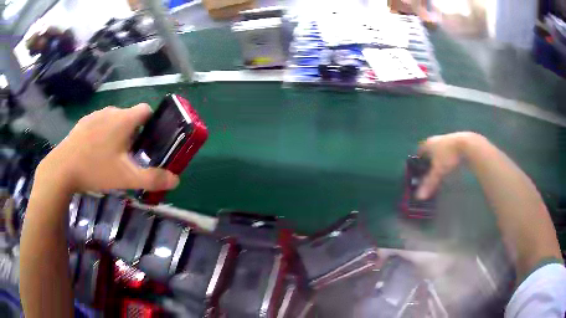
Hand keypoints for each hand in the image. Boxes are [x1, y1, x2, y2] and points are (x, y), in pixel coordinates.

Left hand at [36, 104, 179, 193]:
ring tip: (111, 156)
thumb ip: (153, 179)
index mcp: (124, 119)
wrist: (62, 169)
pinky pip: (99, 124)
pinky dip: (102, 134)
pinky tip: (95, 153)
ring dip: (118, 133)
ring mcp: (95, 115)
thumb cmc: (96, 169)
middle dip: (134, 132)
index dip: (152, 122)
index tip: (149, 140)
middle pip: (130, 117)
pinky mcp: (83, 123)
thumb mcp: (127, 178)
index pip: (147, 110)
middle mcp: (111, 111)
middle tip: (130, 155)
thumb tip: (176, 180)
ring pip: (113, 120)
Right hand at [416, 132, 476, 199]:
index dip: (418, 161)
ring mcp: (446, 139)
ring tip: (440, 172)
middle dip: (428, 161)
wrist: (467, 146)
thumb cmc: (448, 156)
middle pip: (429, 151)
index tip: (418, 170)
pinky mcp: (456, 142)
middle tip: (429, 173)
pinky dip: (447, 159)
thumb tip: (419, 197)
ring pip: (439, 151)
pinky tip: (450, 167)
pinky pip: (448, 152)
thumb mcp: (438, 171)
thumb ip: (429, 183)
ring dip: (439, 160)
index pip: (419, 152)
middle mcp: (436, 140)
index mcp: (428, 144)